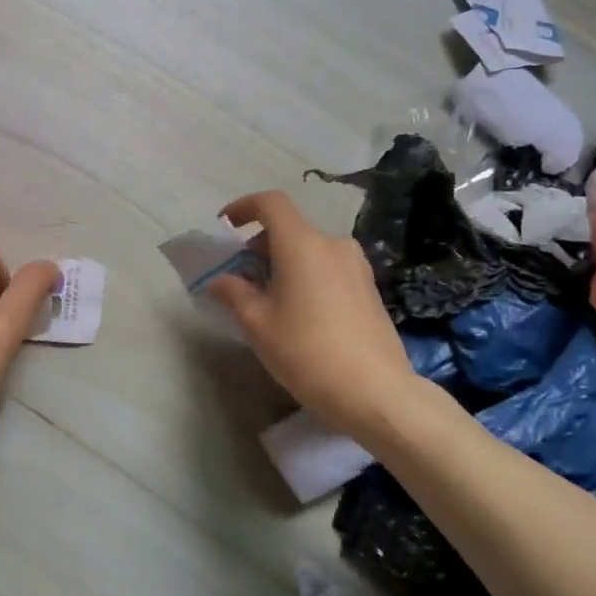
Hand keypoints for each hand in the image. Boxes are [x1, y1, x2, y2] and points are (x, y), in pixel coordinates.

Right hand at [207, 191, 432, 439]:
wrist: (375, 392)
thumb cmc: (307, 352)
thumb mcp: (258, 324)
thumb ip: (234, 293)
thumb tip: (220, 280)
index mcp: (302, 245)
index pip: (271, 203)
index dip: (243, 207)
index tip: (225, 227)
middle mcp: (333, 245)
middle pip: (290, 229)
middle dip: (259, 246)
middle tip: (239, 277)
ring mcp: (356, 266)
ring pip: (310, 250)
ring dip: (283, 263)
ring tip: (267, 298)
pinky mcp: (369, 288)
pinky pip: (328, 268)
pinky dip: (306, 275)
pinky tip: (299, 312)